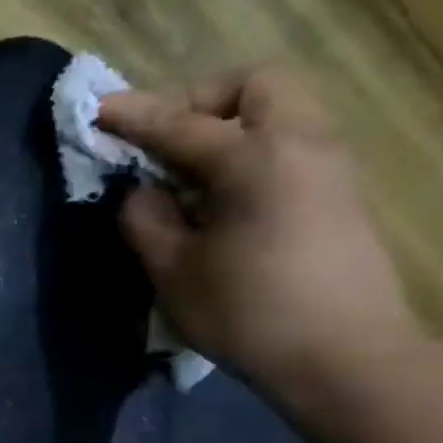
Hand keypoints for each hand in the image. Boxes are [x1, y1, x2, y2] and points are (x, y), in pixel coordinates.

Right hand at [98, 66, 417, 393]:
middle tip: (165, 144)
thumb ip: (146, 219)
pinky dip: (252, 148)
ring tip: (189, 174)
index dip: (133, 116)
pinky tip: (223, 197)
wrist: (344, 357)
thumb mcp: (172, 270)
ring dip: (229, 125)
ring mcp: (329, 165)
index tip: (98, 111)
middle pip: (254, 86)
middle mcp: (301, 145)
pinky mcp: (339, 190)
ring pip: (279, 110)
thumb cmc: (247, 313)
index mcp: (254, 160)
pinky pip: (291, 141)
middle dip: (201, 102)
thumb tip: (142, 191)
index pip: (180, 124)